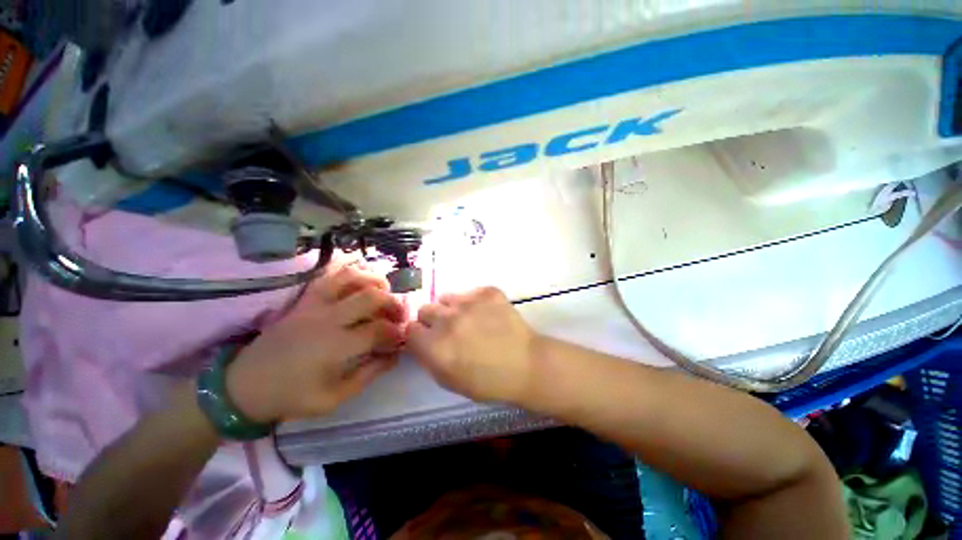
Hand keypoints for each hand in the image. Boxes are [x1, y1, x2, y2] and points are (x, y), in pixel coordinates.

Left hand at [226, 263, 404, 422]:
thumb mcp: (334, 397)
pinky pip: (328, 276)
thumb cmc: (291, 396)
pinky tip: (361, 277)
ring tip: (384, 291)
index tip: (399, 340)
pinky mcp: (303, 300)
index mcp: (336, 346)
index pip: (380, 329)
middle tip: (397, 315)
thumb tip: (394, 356)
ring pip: (351, 277)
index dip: (396, 333)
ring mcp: (314, 305)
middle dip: (393, 304)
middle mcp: (328, 318)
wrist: (243, 386)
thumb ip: (368, 375)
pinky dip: (348, 270)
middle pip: (372, 297)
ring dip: (374, 280)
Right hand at [406, 287, 540, 403]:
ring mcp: (468, 302)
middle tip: (449, 329)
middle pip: (425, 309)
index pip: (410, 329)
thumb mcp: (449, 380)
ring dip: (452, 308)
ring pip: (446, 297)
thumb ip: (429, 358)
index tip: (428, 338)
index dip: (419, 335)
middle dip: (433, 320)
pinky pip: (470, 292)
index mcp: (435, 346)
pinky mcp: (487, 291)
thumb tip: (421, 340)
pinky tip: (487, 313)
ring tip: (469, 319)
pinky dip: (475, 301)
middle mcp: (447, 320)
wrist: (525, 364)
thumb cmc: (487, 381)